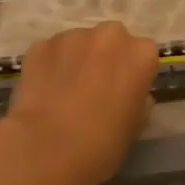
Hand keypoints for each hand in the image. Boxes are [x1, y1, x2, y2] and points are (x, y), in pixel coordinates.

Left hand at [0, 21, 159, 184]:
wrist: (49, 148)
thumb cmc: (103, 142)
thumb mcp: (136, 125)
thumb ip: (138, 99)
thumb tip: (128, 93)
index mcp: (141, 54)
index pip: (144, 54)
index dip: (133, 73)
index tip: (124, 91)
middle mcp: (109, 36)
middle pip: (111, 40)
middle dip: (105, 57)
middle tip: (95, 86)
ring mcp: (72, 37)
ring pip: (78, 44)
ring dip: (76, 60)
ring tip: (65, 91)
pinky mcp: (40, 46)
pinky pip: (51, 53)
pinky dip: (50, 66)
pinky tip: (44, 92)